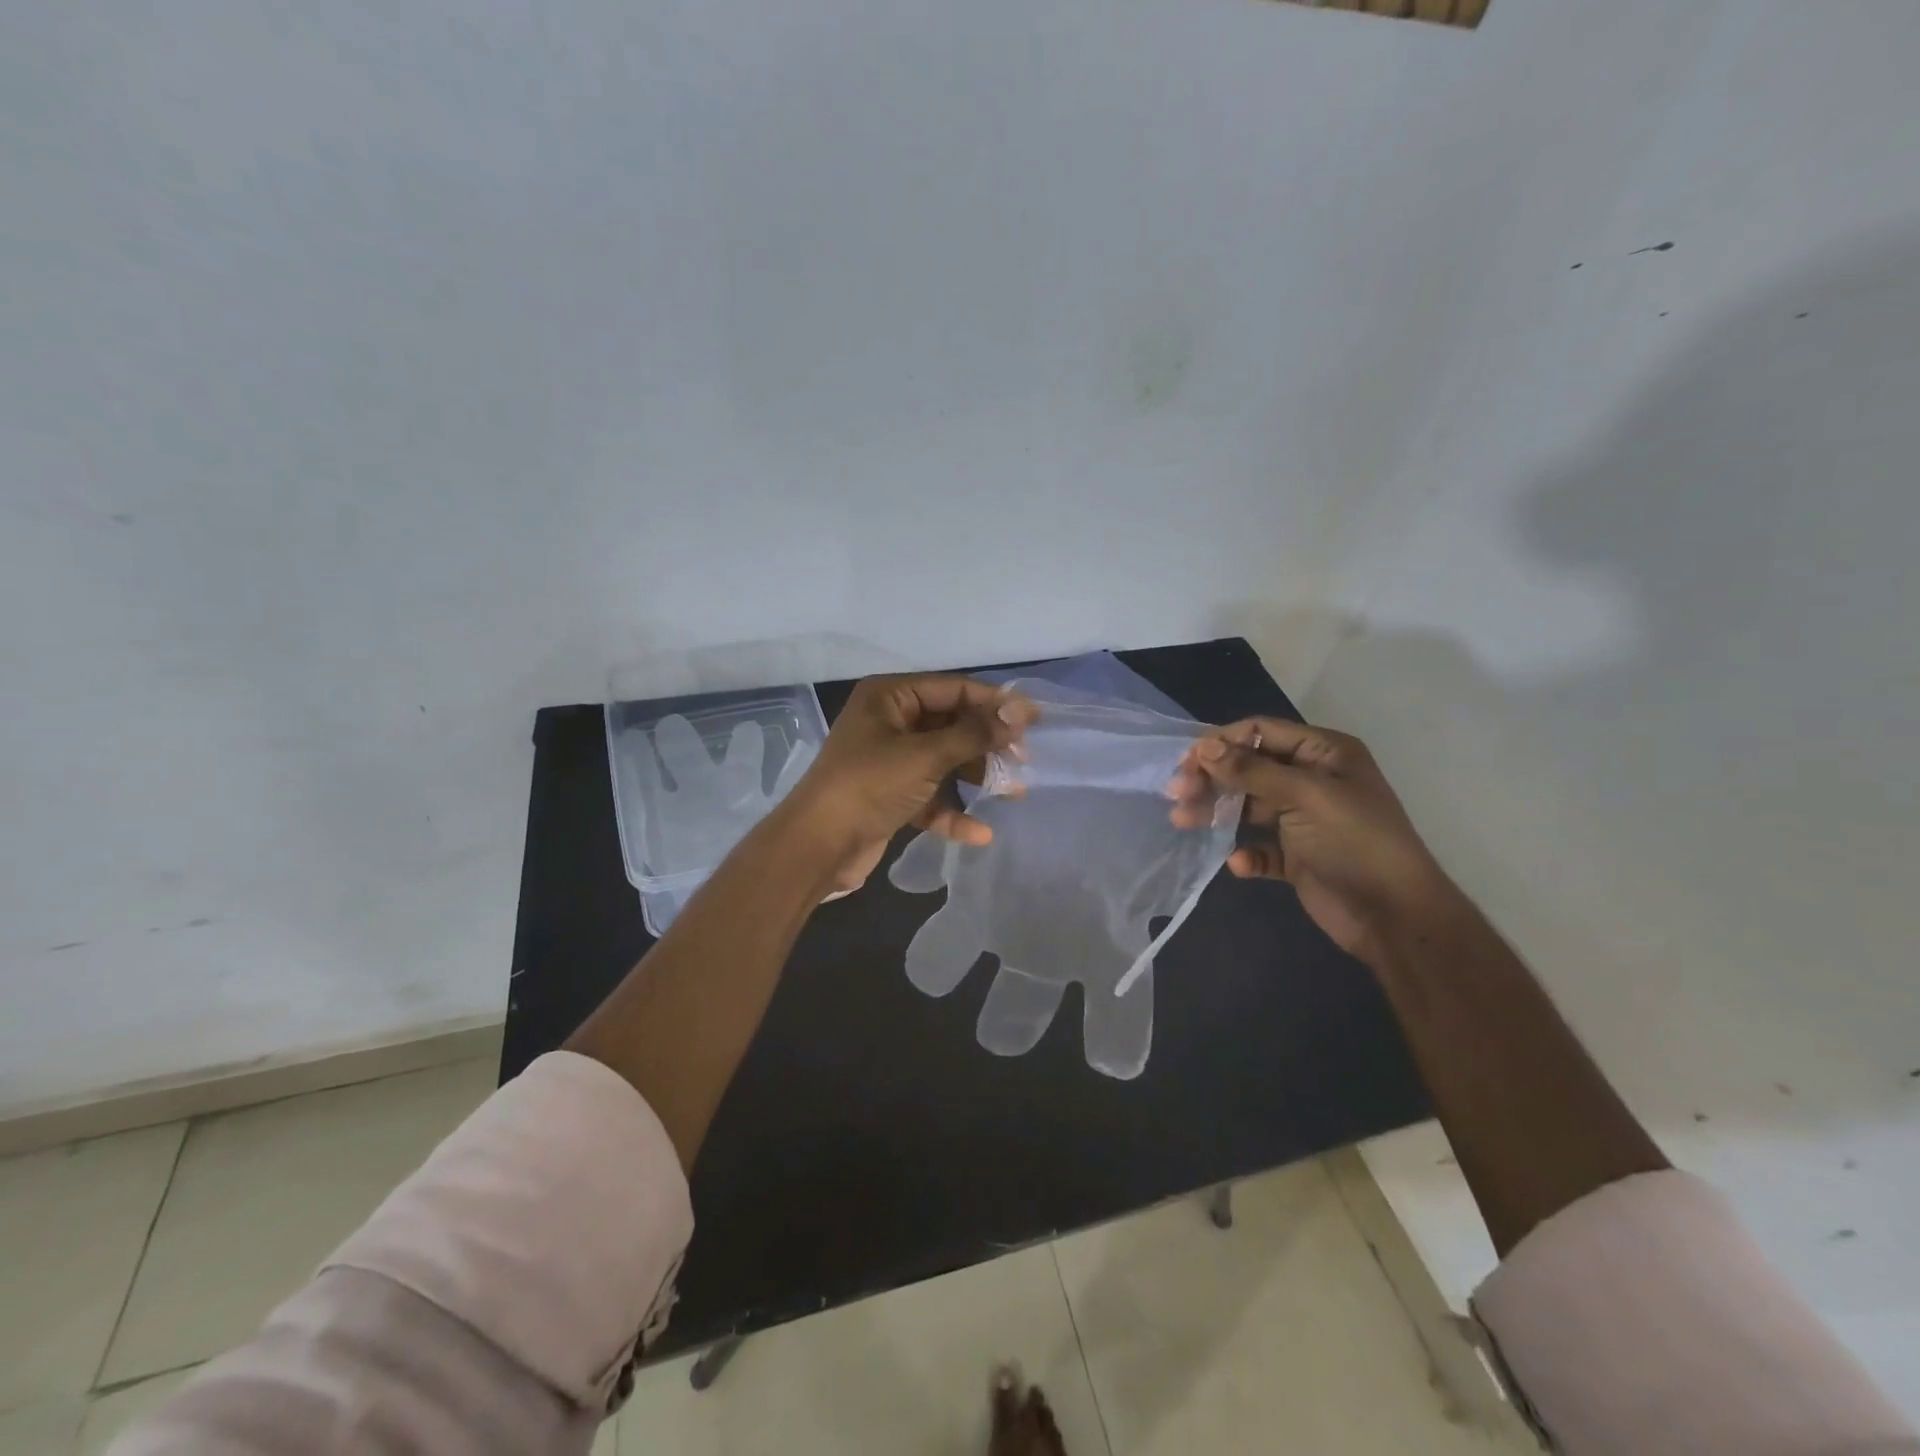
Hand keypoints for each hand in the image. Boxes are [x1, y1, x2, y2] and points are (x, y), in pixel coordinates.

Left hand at [780, 674, 1032, 892]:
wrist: (817, 847)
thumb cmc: (869, 786)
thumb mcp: (925, 755)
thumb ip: (974, 733)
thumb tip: (1019, 711)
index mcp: (890, 697)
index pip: (953, 689)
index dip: (994, 703)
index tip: (1034, 719)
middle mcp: (890, 722)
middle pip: (951, 725)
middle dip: (987, 744)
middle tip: (1023, 759)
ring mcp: (890, 760)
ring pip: (944, 761)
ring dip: (976, 778)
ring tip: (1013, 791)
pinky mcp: (891, 795)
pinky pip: (930, 795)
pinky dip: (952, 811)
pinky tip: (979, 832)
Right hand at [1167, 718, 1457, 963]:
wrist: (1395, 916)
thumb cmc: (1355, 842)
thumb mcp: (1305, 796)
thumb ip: (1252, 770)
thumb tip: (1204, 746)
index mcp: (1324, 754)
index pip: (1262, 732)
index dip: (1223, 742)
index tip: (1187, 760)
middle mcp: (1312, 781)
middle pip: (1249, 768)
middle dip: (1212, 778)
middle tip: (1176, 793)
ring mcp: (1304, 820)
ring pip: (1248, 807)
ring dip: (1217, 812)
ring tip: (1184, 822)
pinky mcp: (1297, 856)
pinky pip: (1260, 847)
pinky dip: (1246, 853)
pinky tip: (1239, 864)